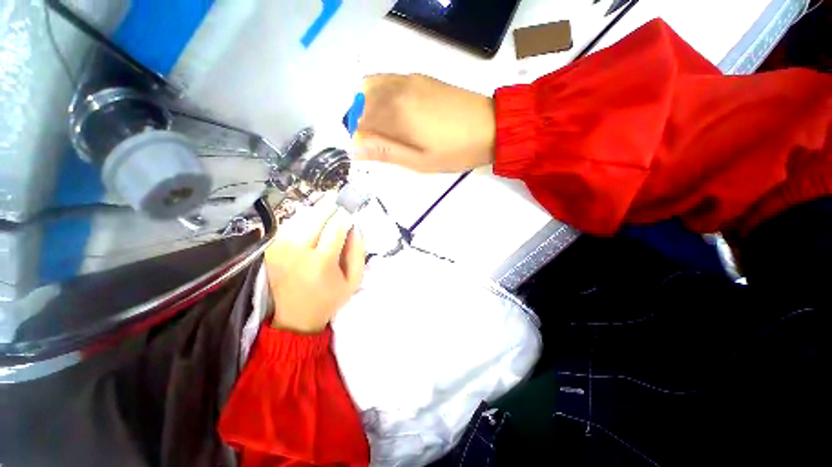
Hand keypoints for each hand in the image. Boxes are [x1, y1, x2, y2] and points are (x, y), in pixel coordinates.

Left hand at [265, 195, 364, 332]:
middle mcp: (297, 252)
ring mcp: (280, 249)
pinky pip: (289, 225)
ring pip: (300, 218)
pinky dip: (301, 220)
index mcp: (321, 262)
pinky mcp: (271, 249)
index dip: (344, 216)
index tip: (349, 213)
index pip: (335, 228)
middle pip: (315, 218)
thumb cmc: (329, 298)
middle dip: (329, 207)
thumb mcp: (354, 280)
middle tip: (338, 203)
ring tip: (326, 212)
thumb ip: (358, 252)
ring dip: (315, 212)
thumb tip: (355, 227)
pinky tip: (311, 223)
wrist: (296, 317)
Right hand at [355, 74, 495, 172]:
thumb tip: (354, 148)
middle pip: (362, 100)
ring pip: (373, 86)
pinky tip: (399, 113)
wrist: (491, 127)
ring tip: (388, 129)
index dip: (360, 138)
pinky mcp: (422, 77)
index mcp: (396, 113)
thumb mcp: (418, 161)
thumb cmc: (454, 151)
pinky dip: (383, 95)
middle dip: (363, 122)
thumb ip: (385, 151)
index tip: (372, 151)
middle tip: (380, 142)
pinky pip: (390, 81)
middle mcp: (397, 89)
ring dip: (371, 107)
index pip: (359, 121)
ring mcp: (410, 79)